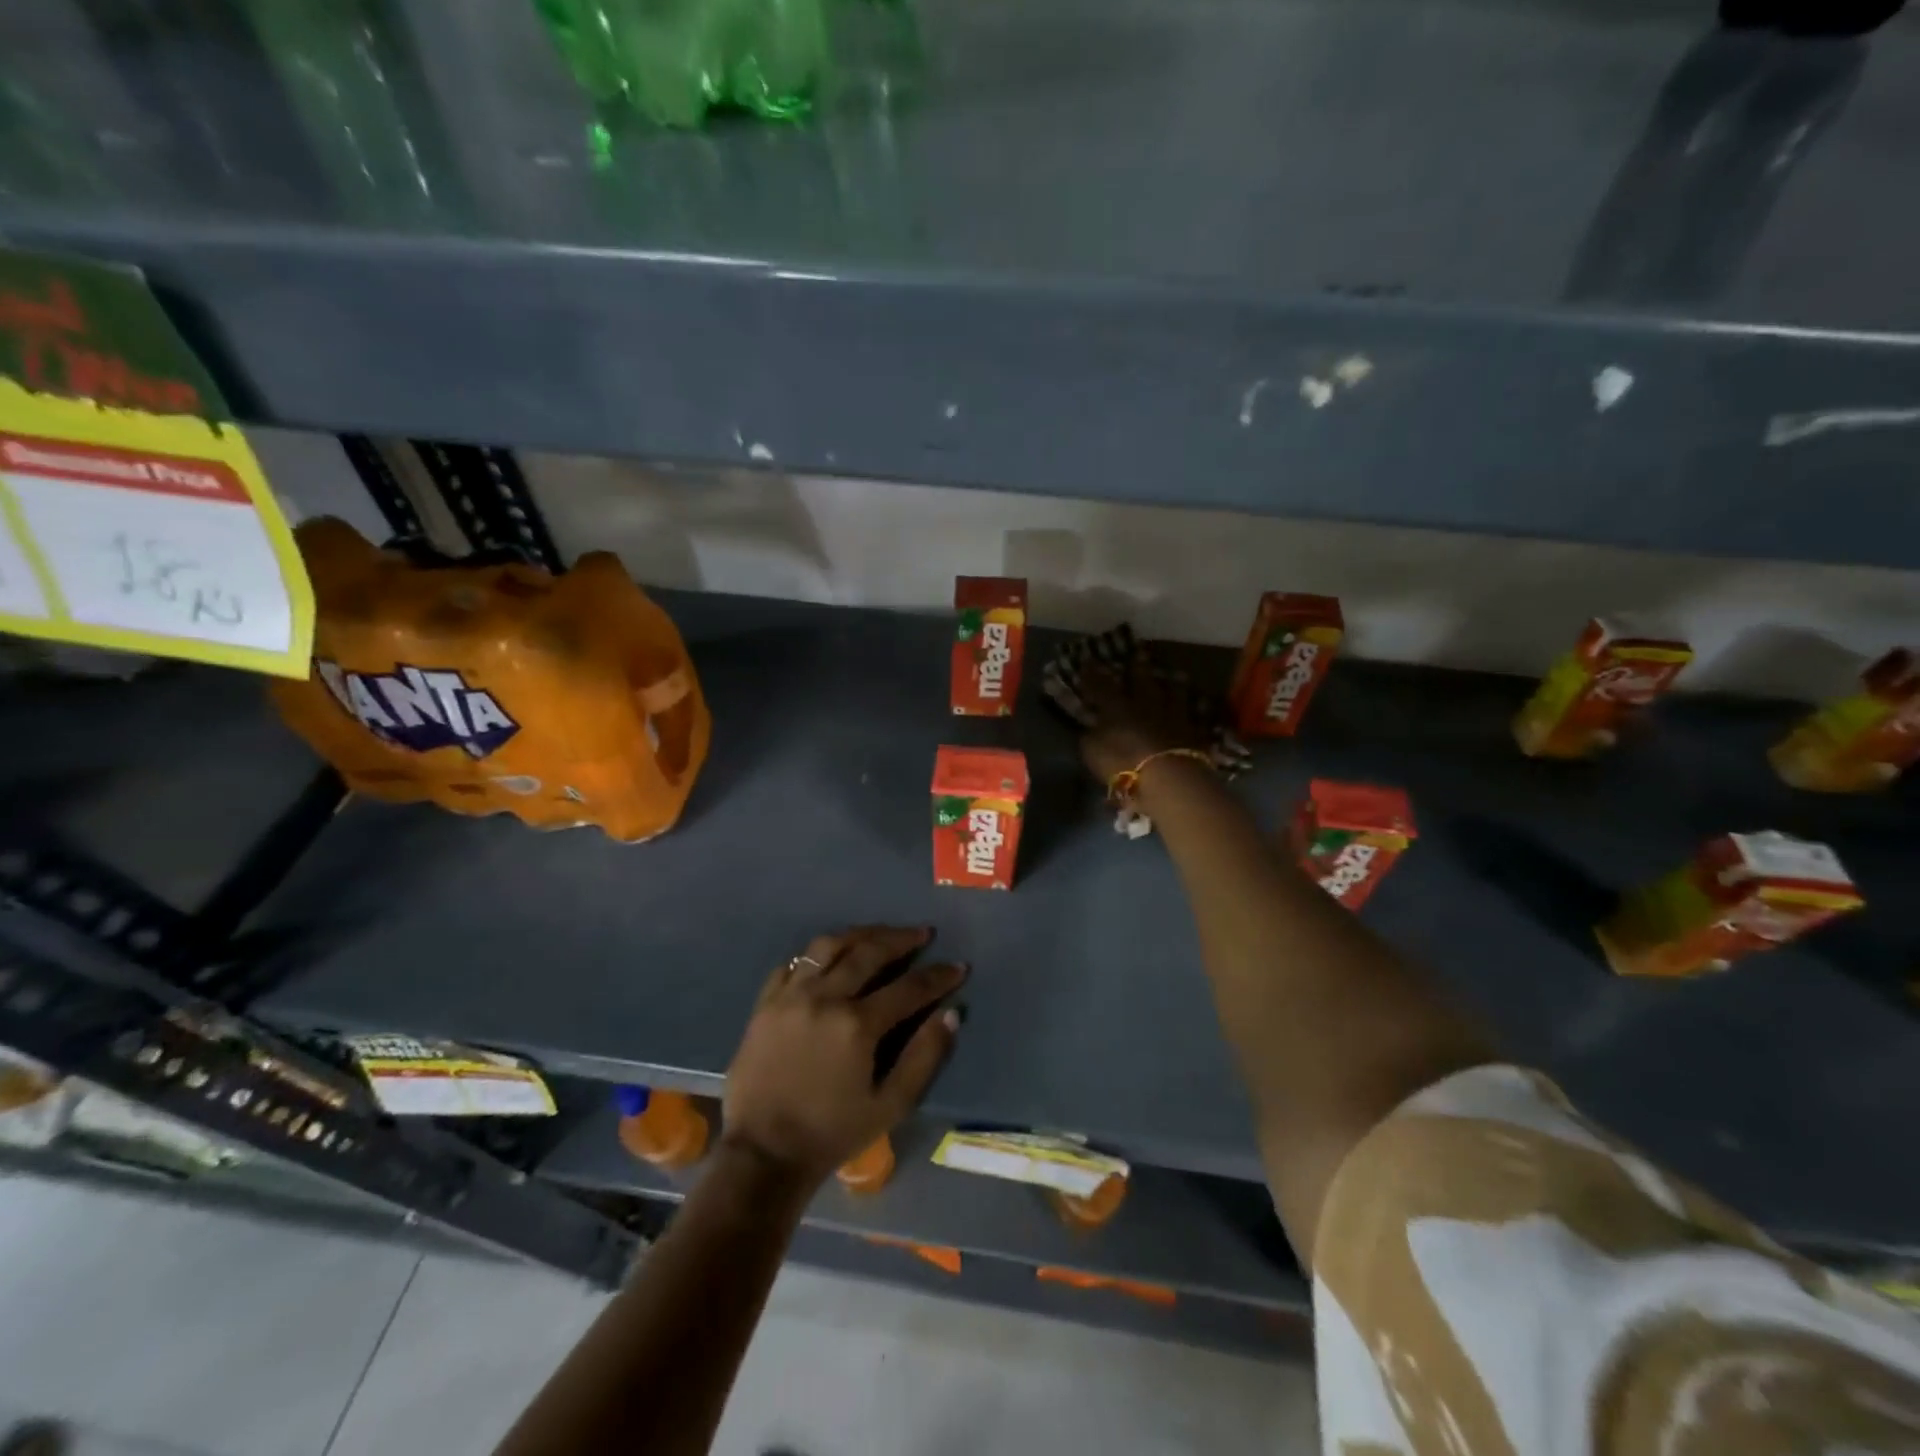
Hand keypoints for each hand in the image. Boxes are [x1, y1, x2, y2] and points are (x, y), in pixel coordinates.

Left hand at [721, 926, 963, 1187]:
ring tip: (879, 934)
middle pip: (869, 951)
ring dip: (859, 934)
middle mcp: (824, 998)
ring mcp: (790, 996)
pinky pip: (793, 964)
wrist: (762, 1155)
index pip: (909, 988)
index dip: (938, 976)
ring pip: (828, 946)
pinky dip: (816, 955)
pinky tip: (829, 958)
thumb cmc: (832, 1134)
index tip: (958, 967)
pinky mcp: (765, 1003)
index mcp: (857, 1024)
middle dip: (902, 939)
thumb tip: (951, 1014)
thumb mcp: (890, 1106)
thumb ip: (924, 1057)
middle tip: (923, 933)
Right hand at [1077, 651, 1210, 785]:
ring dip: (1174, 684)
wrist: (1168, 777)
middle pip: (1142, 681)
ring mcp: (1173, 717)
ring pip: (1175, 693)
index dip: (1093, 674)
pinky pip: (1196, 717)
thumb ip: (1091, 737)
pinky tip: (1200, 706)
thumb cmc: (1122, 762)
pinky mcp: (1194, 733)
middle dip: (1138, 667)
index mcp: (1117, 707)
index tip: (1089, 660)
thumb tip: (1090, 728)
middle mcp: (1146, 705)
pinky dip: (1197, 710)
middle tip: (1139, 653)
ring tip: (1176, 675)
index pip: (1101, 686)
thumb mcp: (1092, 752)